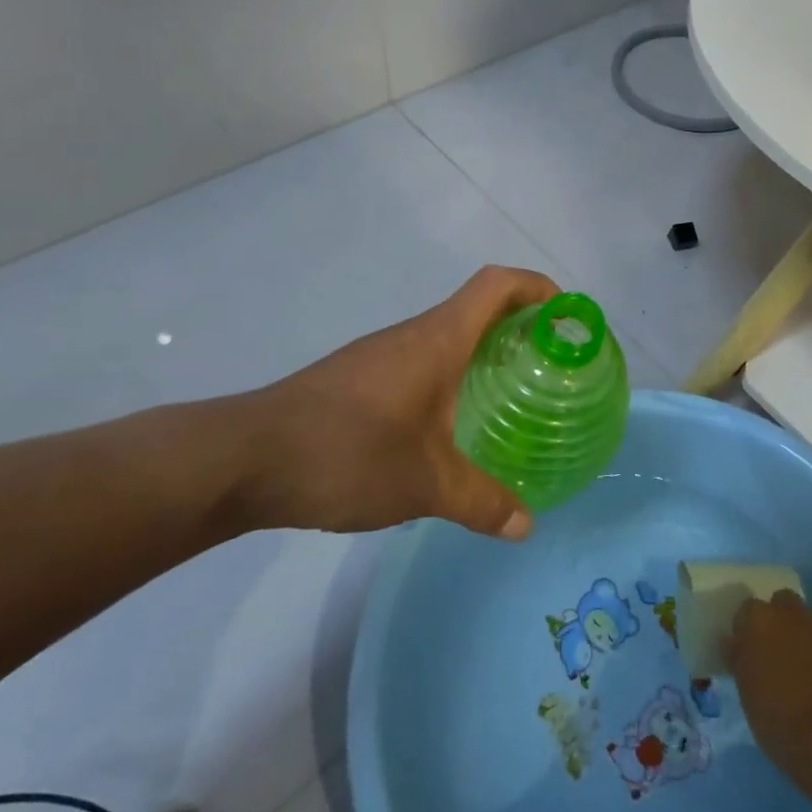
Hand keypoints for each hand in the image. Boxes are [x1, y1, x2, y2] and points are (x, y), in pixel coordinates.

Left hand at [212, 265, 559, 537]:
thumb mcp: (425, 484)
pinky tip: (449, 428)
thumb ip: (482, 502)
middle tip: (549, 368)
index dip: (537, 287)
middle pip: (476, 309)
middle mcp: (411, 336)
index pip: (497, 285)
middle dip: (519, 329)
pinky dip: (448, 379)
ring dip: (481, 356)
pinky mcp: (356, 380)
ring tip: (509, 399)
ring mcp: (379, 356)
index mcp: (438, 339)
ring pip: (445, 339)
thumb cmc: (348, 453)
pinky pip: (419, 364)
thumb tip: (526, 526)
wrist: (244, 460)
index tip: (567, 315)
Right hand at [728, 592, 811, 795]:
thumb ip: (741, 661)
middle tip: (779, 655)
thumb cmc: (784, 725)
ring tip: (810, 669)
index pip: (746, 612)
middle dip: (780, 622)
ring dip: (807, 636)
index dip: (748, 632)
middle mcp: (791, 612)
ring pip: (810, 620)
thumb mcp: (749, 697)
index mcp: (759, 621)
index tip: (749, 654)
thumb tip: (735, 644)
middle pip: (782, 605)